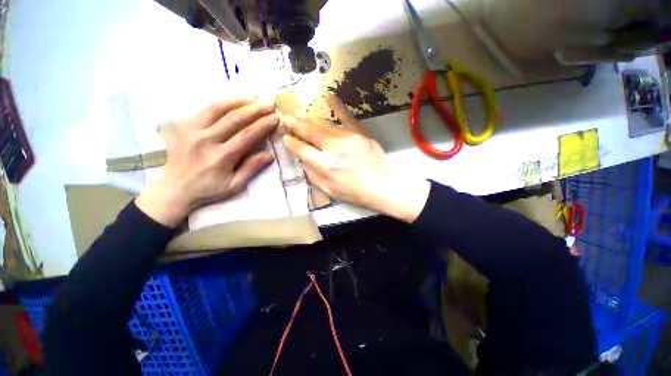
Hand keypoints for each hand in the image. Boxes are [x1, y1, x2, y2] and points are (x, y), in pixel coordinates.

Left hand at [136, 98, 278, 226]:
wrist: (174, 189)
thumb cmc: (208, 189)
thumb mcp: (234, 185)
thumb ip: (251, 169)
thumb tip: (269, 155)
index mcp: (221, 157)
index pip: (247, 135)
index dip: (263, 125)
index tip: (275, 118)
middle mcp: (206, 140)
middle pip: (234, 119)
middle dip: (255, 110)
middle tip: (269, 105)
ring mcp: (192, 130)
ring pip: (218, 109)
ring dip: (238, 101)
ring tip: (254, 98)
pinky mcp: (183, 125)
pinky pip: (205, 109)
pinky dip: (222, 103)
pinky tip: (233, 101)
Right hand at [281, 94, 430, 222]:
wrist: (382, 187)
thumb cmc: (354, 193)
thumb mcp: (329, 190)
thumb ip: (313, 174)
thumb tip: (303, 159)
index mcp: (326, 166)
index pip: (302, 150)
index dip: (291, 143)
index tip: (285, 137)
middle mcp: (334, 149)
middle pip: (310, 132)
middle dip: (295, 124)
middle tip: (285, 118)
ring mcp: (349, 138)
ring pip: (324, 124)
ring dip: (309, 117)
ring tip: (298, 111)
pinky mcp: (361, 134)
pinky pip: (346, 117)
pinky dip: (337, 106)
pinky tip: (327, 95)